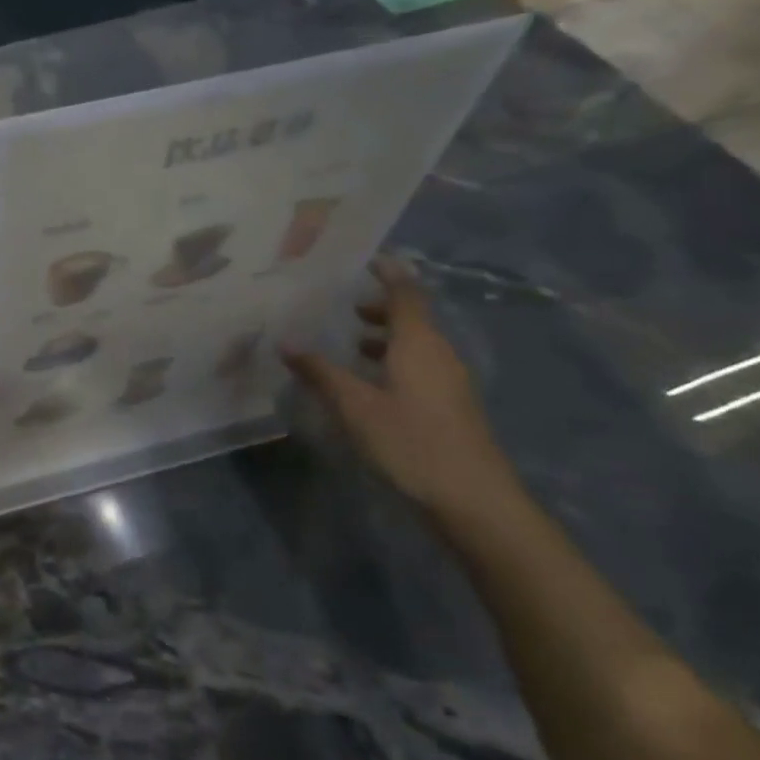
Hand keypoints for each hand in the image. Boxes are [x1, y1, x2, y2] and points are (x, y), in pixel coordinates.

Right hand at [280, 258, 520, 523]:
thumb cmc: (411, 442)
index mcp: (419, 344)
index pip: (406, 294)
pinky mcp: (451, 407)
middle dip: (380, 308)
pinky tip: (369, 384)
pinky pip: (420, 367)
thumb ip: (320, 372)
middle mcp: (439, 355)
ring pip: (416, 345)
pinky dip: (393, 361)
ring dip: (386, 337)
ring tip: (350, 343)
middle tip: (344, 306)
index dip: (388, 273)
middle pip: (413, 318)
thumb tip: (285, 342)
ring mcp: (450, 382)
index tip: (366, 259)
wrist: (473, 501)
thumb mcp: (355, 406)